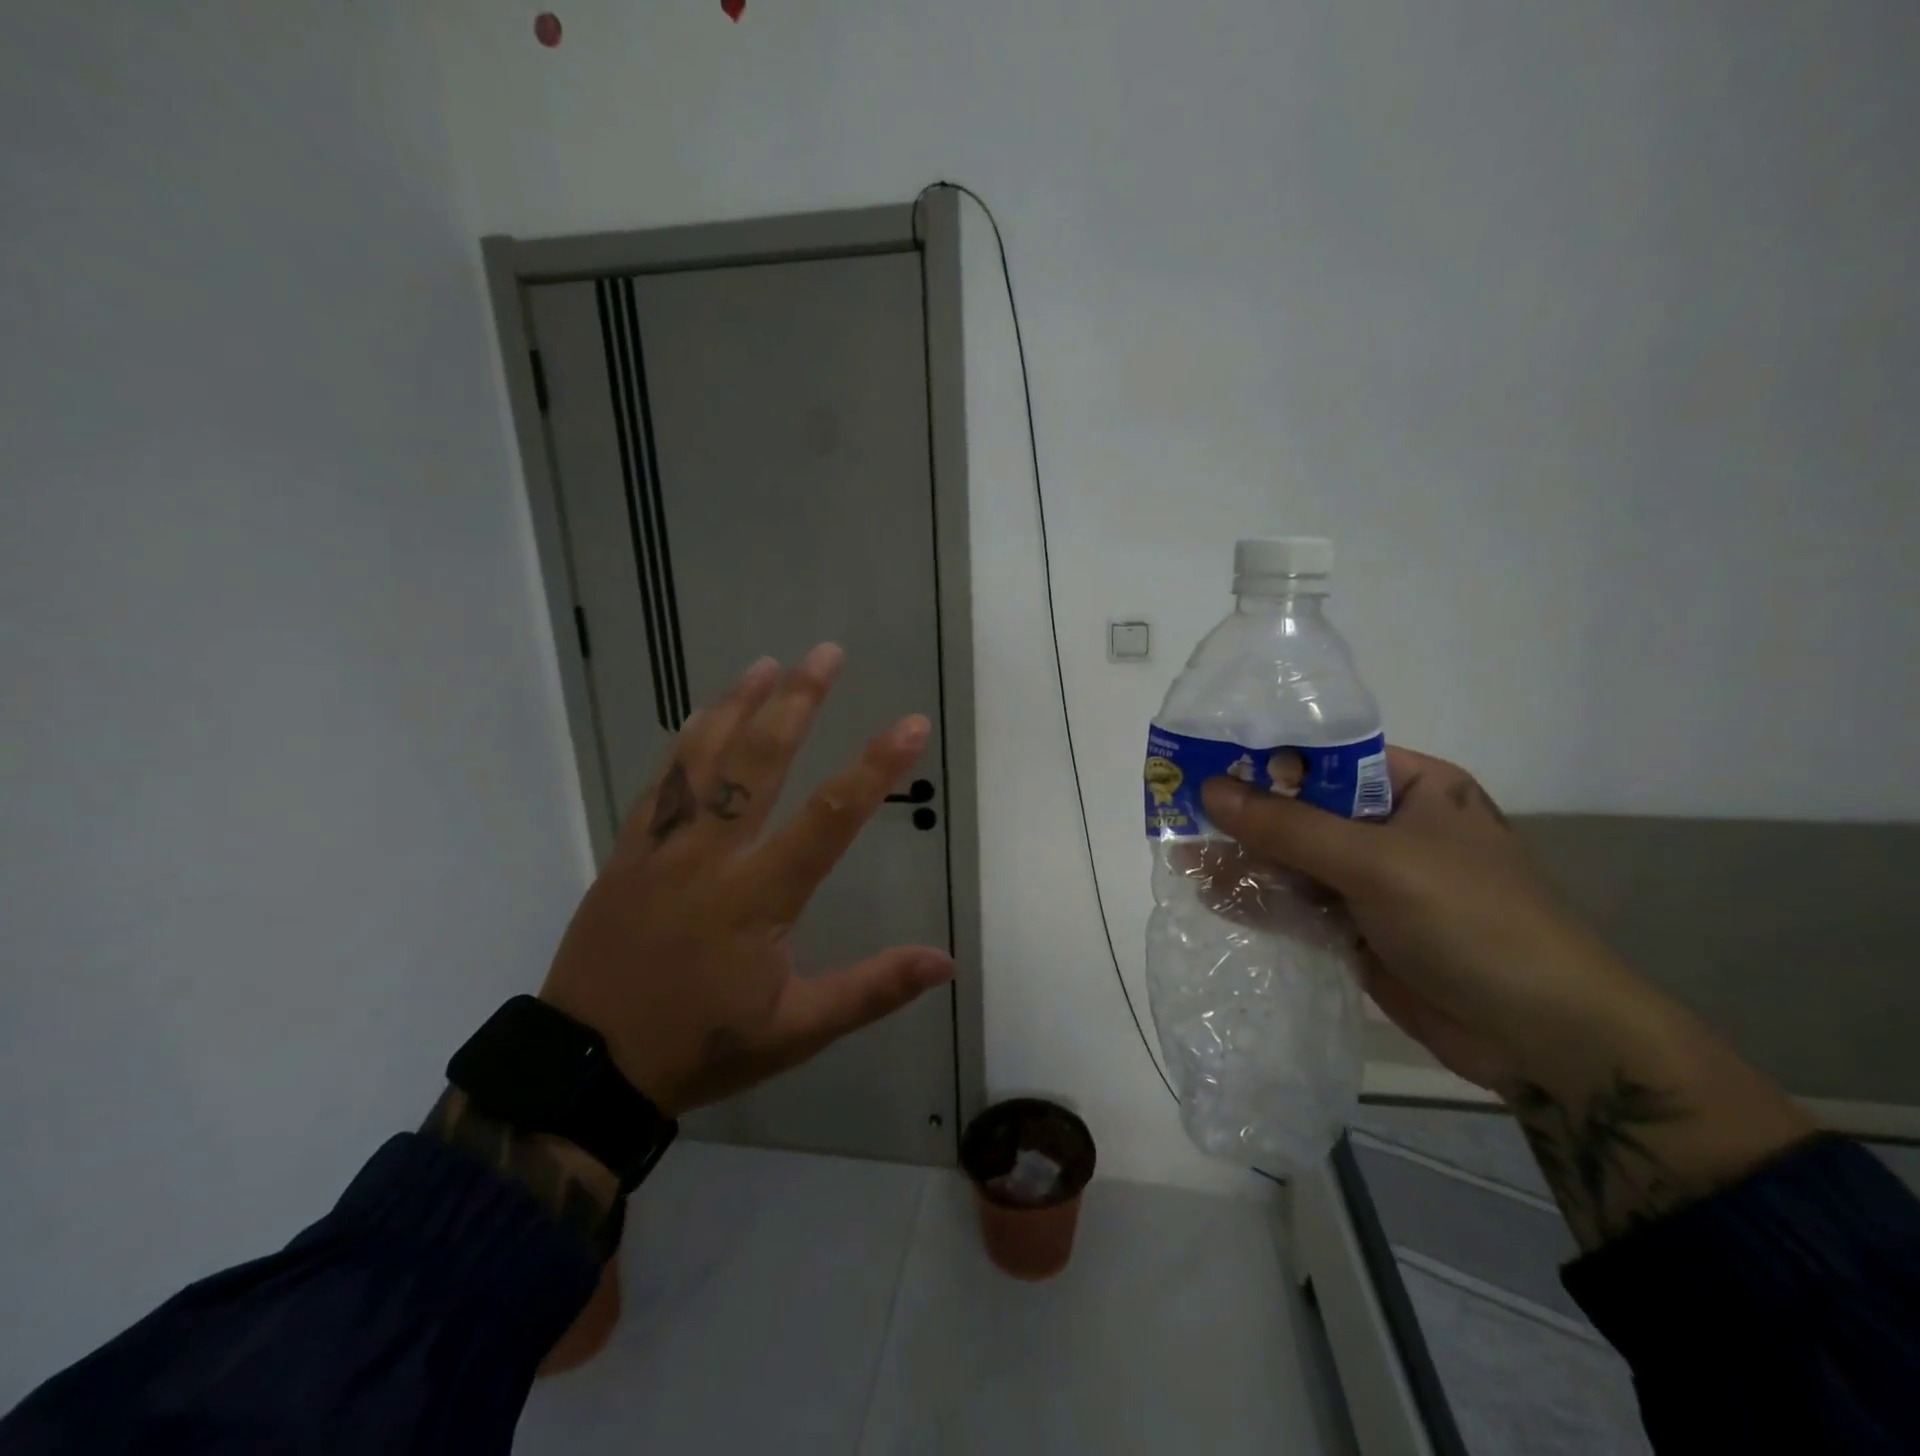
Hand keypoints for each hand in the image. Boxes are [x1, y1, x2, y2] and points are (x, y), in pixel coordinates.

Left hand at [537, 644, 954, 1116]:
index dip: (875, 767)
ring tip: (767, 663)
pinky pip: (660, 784)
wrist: (587, 1069)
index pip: (830, 818)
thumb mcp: (796, 1030)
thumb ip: (872, 989)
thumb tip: (945, 961)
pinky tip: (698, 715)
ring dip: (738, 705)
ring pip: (703, 759)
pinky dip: (684, 742)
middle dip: (798, 702)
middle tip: (826, 654)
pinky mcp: (628, 852)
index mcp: (759, 896)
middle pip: (760, 762)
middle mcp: (712, 856)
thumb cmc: (701, 1046)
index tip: (911, 723)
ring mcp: (663, 848)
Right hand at [1201, 748, 1812, 1249]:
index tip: (1202, 761)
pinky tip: (1212, 896)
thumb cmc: (1473, 921)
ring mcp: (1372, 882)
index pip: (1323, 758)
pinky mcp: (1358, 929)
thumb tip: (1210, 789)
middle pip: (1301, 810)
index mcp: (1412, 788)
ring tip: (1183, 858)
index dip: (1262, 757)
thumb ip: (1289, 826)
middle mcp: (1389, 827)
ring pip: (1293, 860)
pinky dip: (1259, 900)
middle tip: (1180, 813)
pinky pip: (1298, 904)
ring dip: (1244, 860)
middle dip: (1244, 816)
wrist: (1544, 1039)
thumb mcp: (1377, 862)